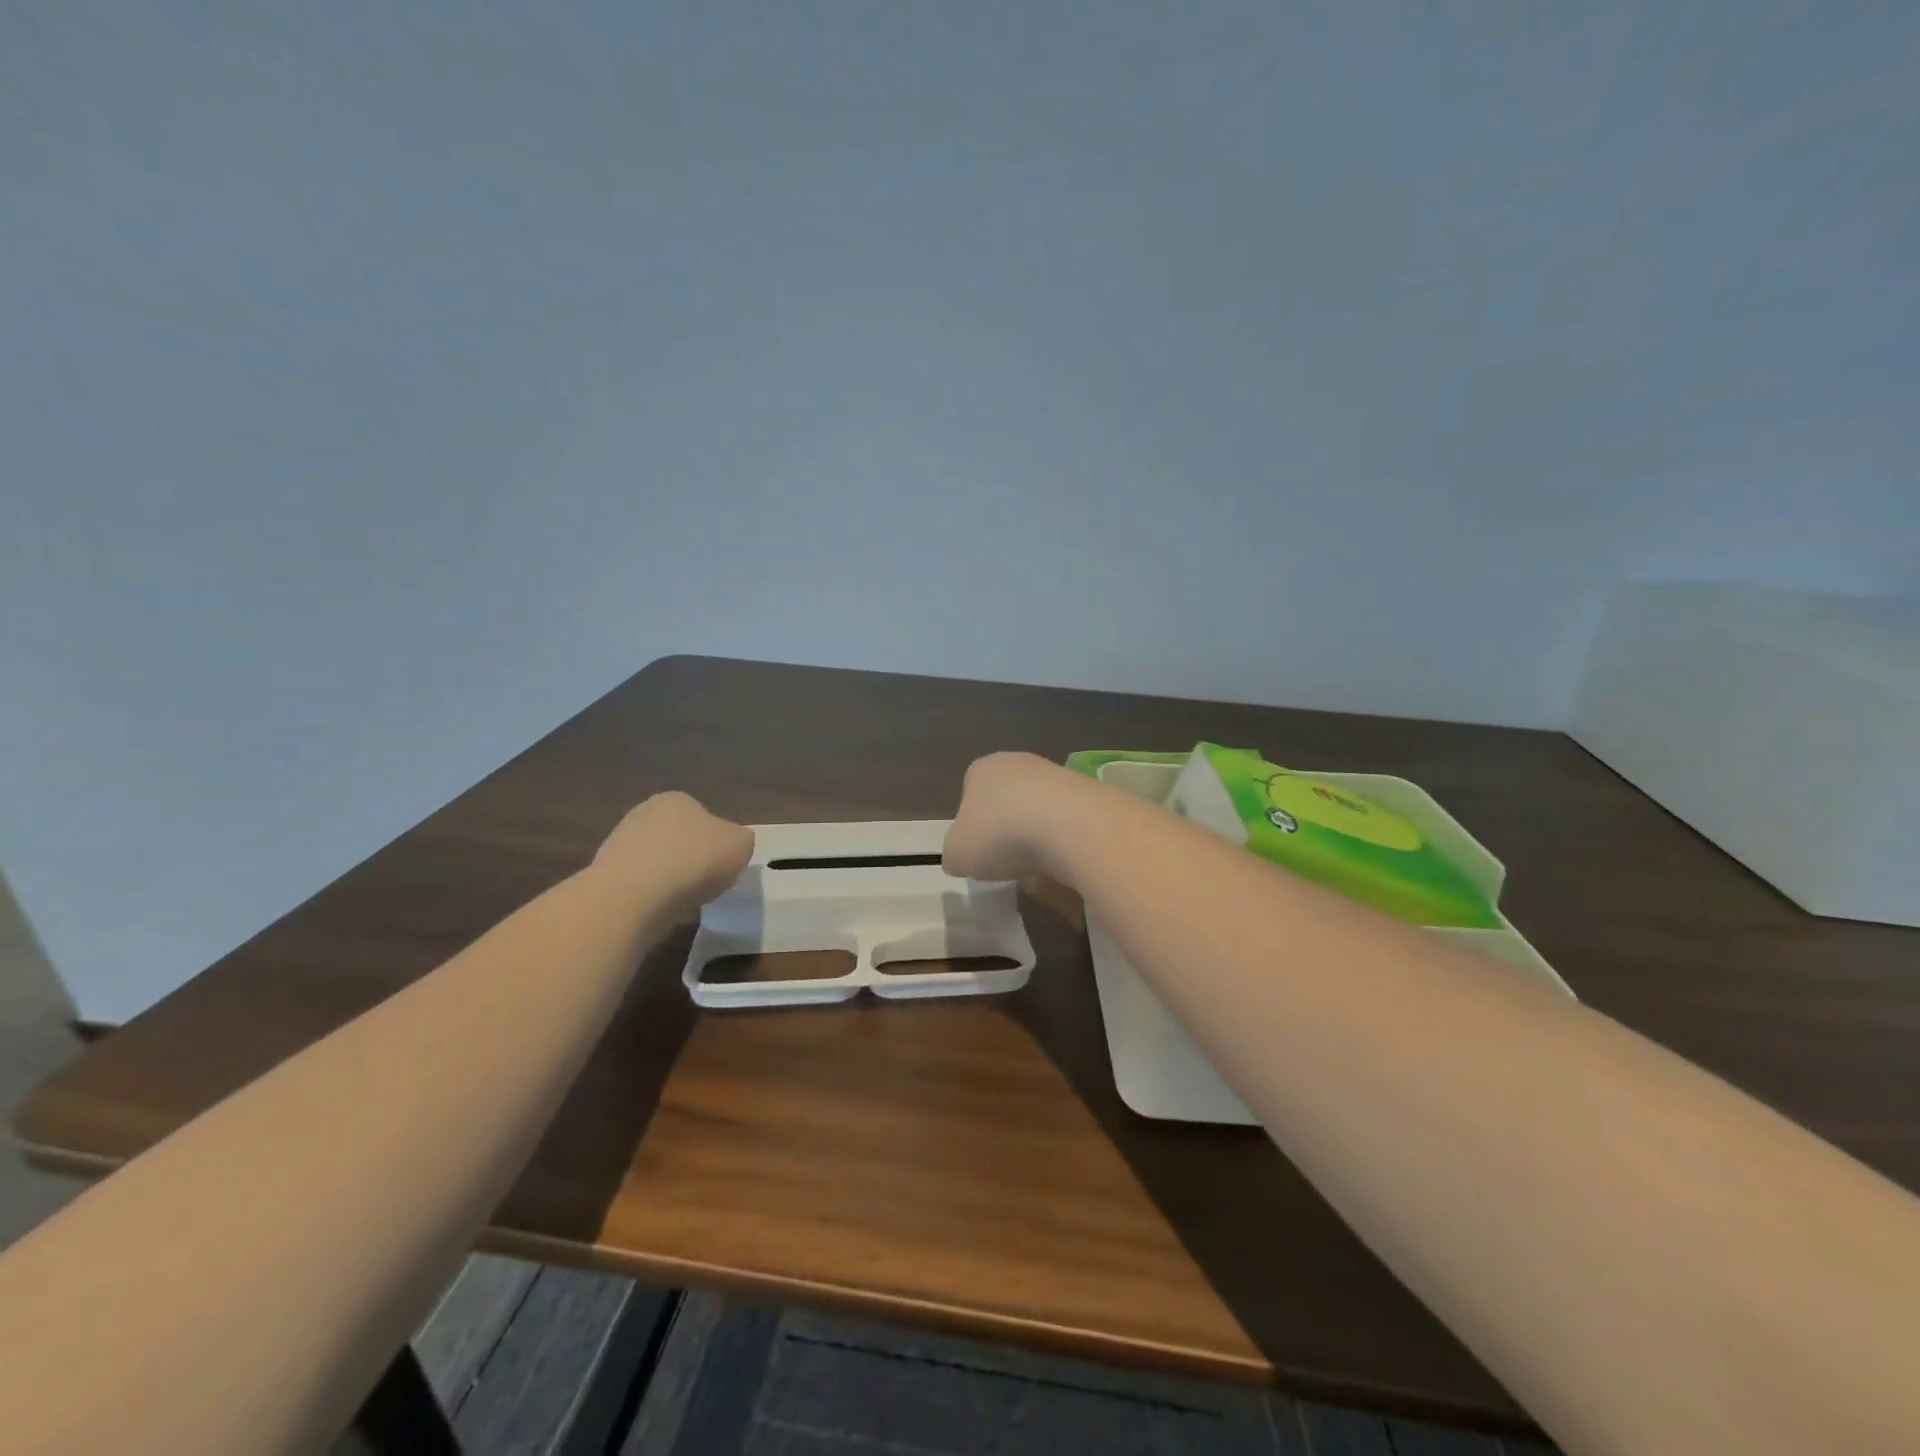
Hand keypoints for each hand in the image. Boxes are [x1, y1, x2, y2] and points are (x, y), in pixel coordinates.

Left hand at [593, 792, 754, 914]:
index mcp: (676, 799)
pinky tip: (661, 912)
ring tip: (685, 902)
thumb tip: (730, 846)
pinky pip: (638, 887)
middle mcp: (643, 814)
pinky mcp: (603, 878)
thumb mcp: (741, 845)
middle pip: (676, 838)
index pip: (701, 815)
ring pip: (655, 863)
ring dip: (669, 879)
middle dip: (690, 858)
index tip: (723, 864)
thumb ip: (739, 841)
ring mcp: (618, 845)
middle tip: (707, 883)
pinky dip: (651, 898)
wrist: (633, 896)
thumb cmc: (694, 860)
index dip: (716, 840)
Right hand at [943, 751, 1083, 881]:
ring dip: (1038, 841)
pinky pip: (1069, 825)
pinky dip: (1065, 845)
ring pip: (1040, 814)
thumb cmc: (1000, 834)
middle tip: (1008, 862)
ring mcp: (1058, 775)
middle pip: (1008, 801)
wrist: (1069, 826)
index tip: (979, 850)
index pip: (970, 791)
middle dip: (1008, 832)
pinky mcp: (1090, 793)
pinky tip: (1065, 864)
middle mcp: (1020, 763)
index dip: (972, 824)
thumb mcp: (957, 854)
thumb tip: (962, 857)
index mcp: (983, 769)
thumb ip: (955, 854)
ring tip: (1039, 871)